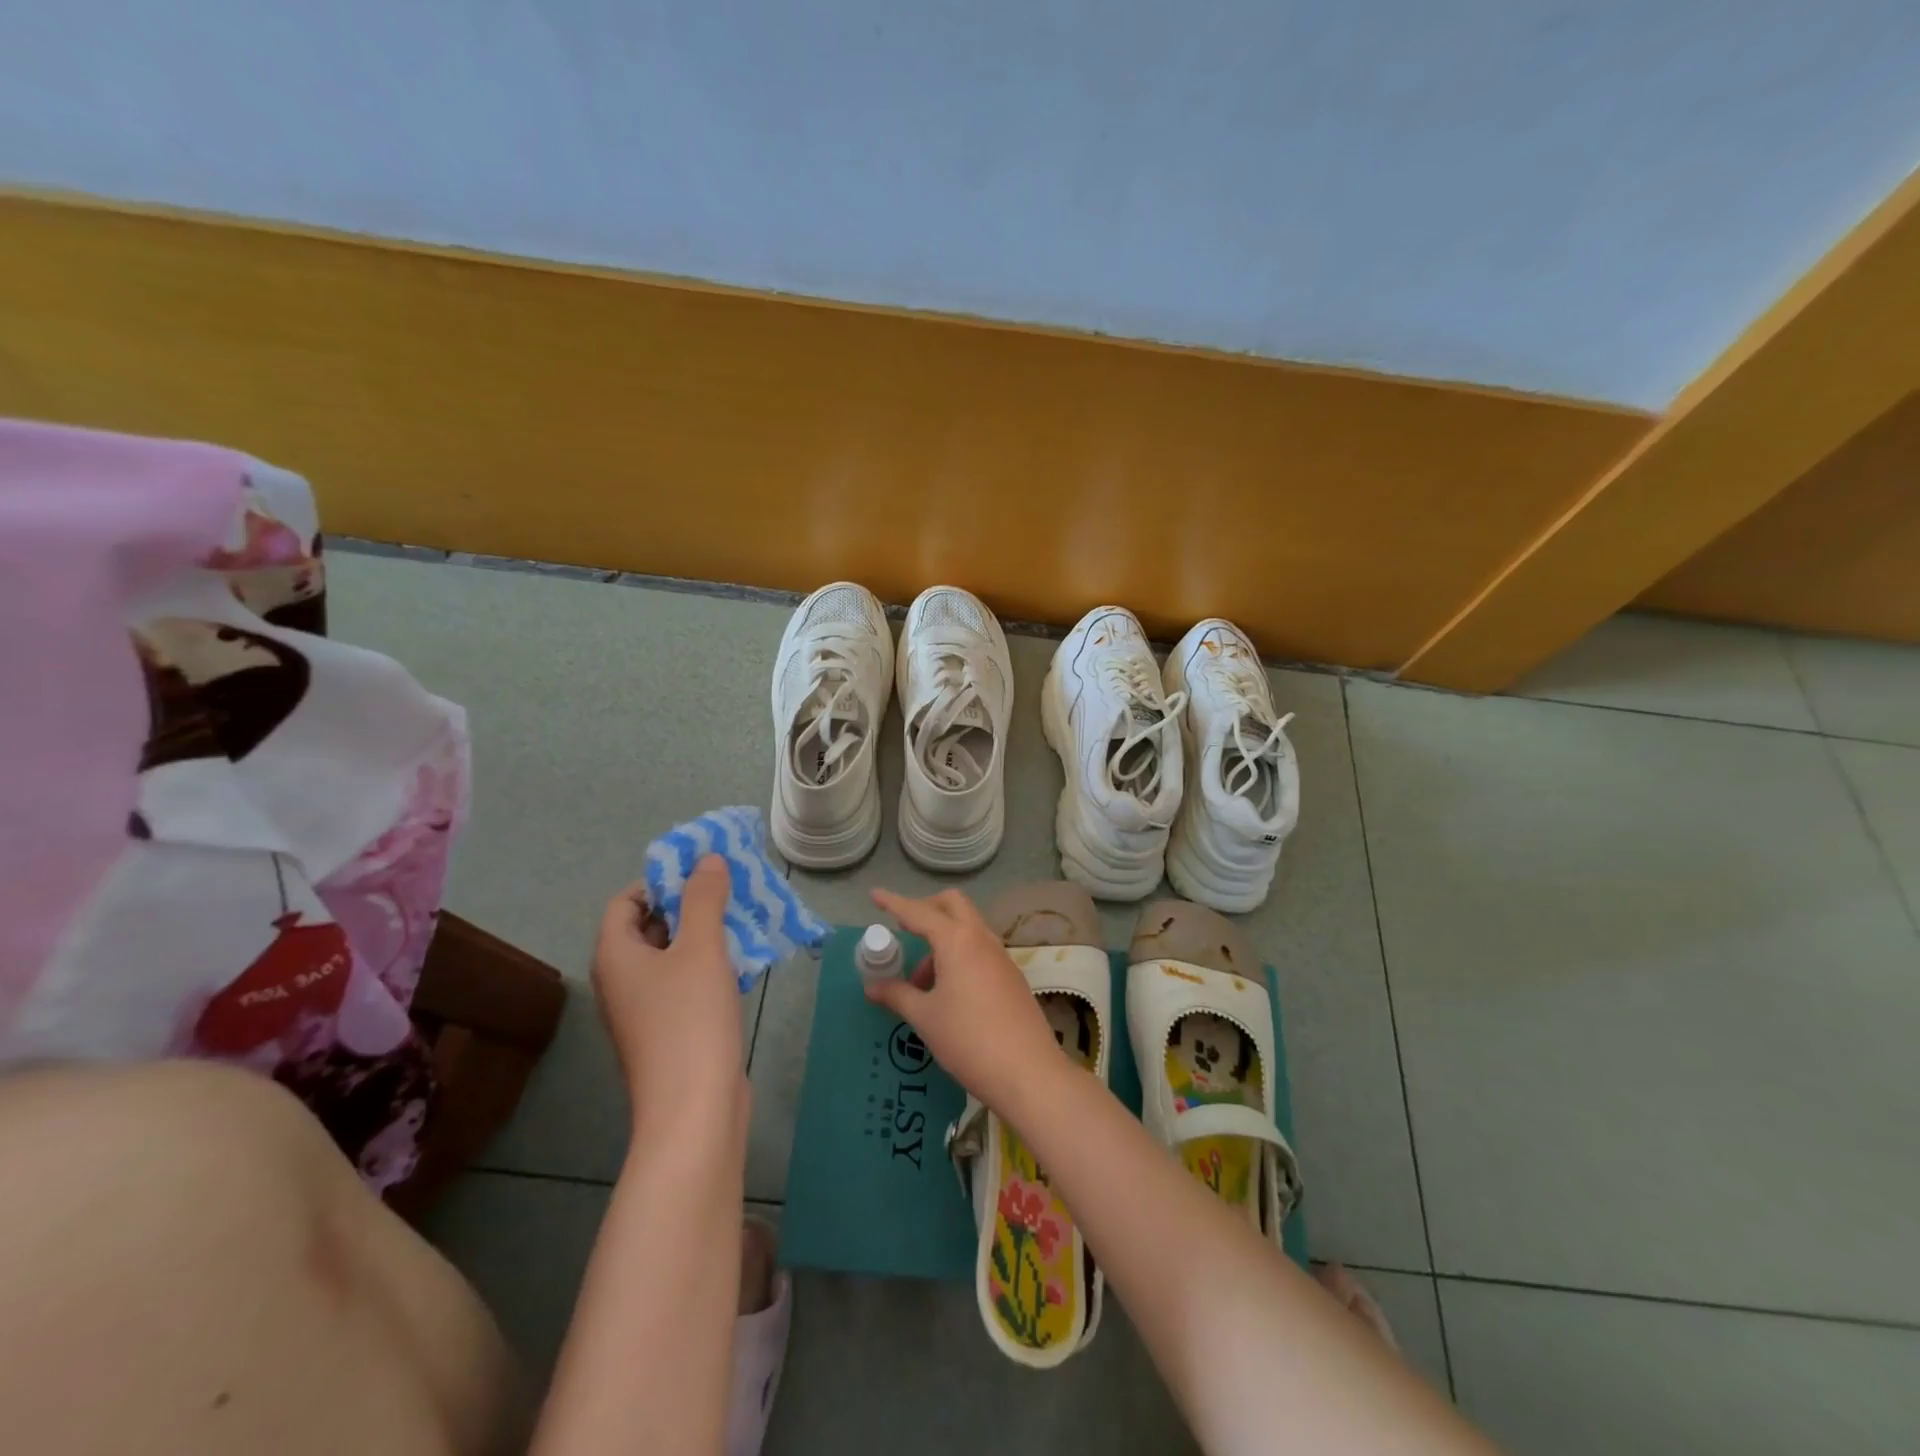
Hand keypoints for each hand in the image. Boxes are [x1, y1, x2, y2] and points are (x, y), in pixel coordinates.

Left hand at [593, 855, 745, 1133]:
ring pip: (672, 956)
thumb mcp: (701, 947)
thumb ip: (704, 898)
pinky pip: (685, 984)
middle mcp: (622, 980)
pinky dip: (709, 966)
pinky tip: (745, 962)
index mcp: (615, 956)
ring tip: (744, 918)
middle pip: (649, 927)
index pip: (626, 901)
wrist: (694, 1109)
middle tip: (730, 889)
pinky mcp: (669, 1031)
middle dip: (689, 904)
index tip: (702, 872)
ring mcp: (645, 1010)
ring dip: (705, 934)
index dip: (660, 881)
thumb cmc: (690, 1019)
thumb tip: (707, 860)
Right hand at [864, 887, 1068, 1114]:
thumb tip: (873, 987)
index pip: (919, 912)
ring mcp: (1001, 956)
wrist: (1027, 1073)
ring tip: (921, 982)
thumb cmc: (968, 1040)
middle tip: (904, 931)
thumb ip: (897, 995)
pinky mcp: (1012, 976)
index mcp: (957, 941)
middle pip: (953, 905)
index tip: (875, 895)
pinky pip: (980, 950)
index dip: (894, 903)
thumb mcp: (925, 1018)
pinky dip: (960, 956)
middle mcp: (981, 939)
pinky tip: (948, 992)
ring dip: (942, 940)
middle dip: (926, 909)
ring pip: (968, 928)